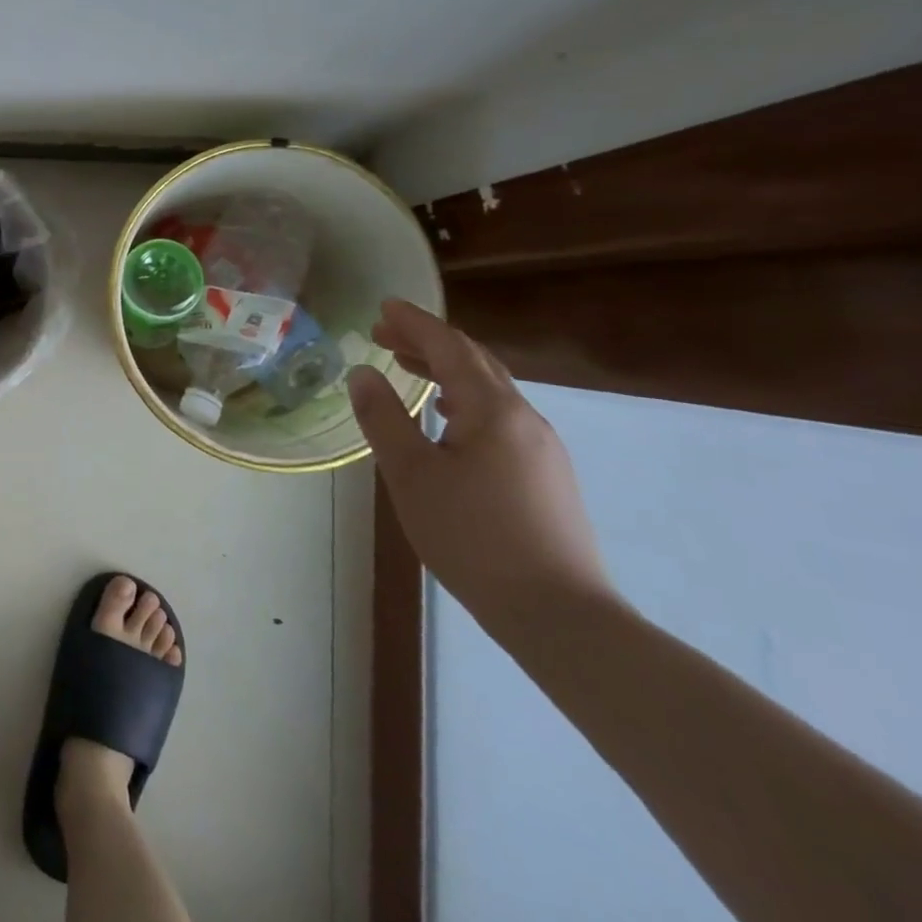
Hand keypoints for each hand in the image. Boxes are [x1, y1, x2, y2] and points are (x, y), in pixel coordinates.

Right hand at [347, 300, 616, 638]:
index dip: (415, 323)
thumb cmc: (473, 536)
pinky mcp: (546, 475)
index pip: (450, 347)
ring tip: (407, 368)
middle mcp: (524, 418)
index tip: (382, 306)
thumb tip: (362, 374)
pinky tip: (446, 417)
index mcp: (493, 410)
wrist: (559, 615)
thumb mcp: (411, 474)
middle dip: (428, 342)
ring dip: (445, 370)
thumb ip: (383, 417)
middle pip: (474, 362)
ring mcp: (541, 447)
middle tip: (384, 334)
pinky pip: (499, 415)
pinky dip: (464, 398)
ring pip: (489, 389)